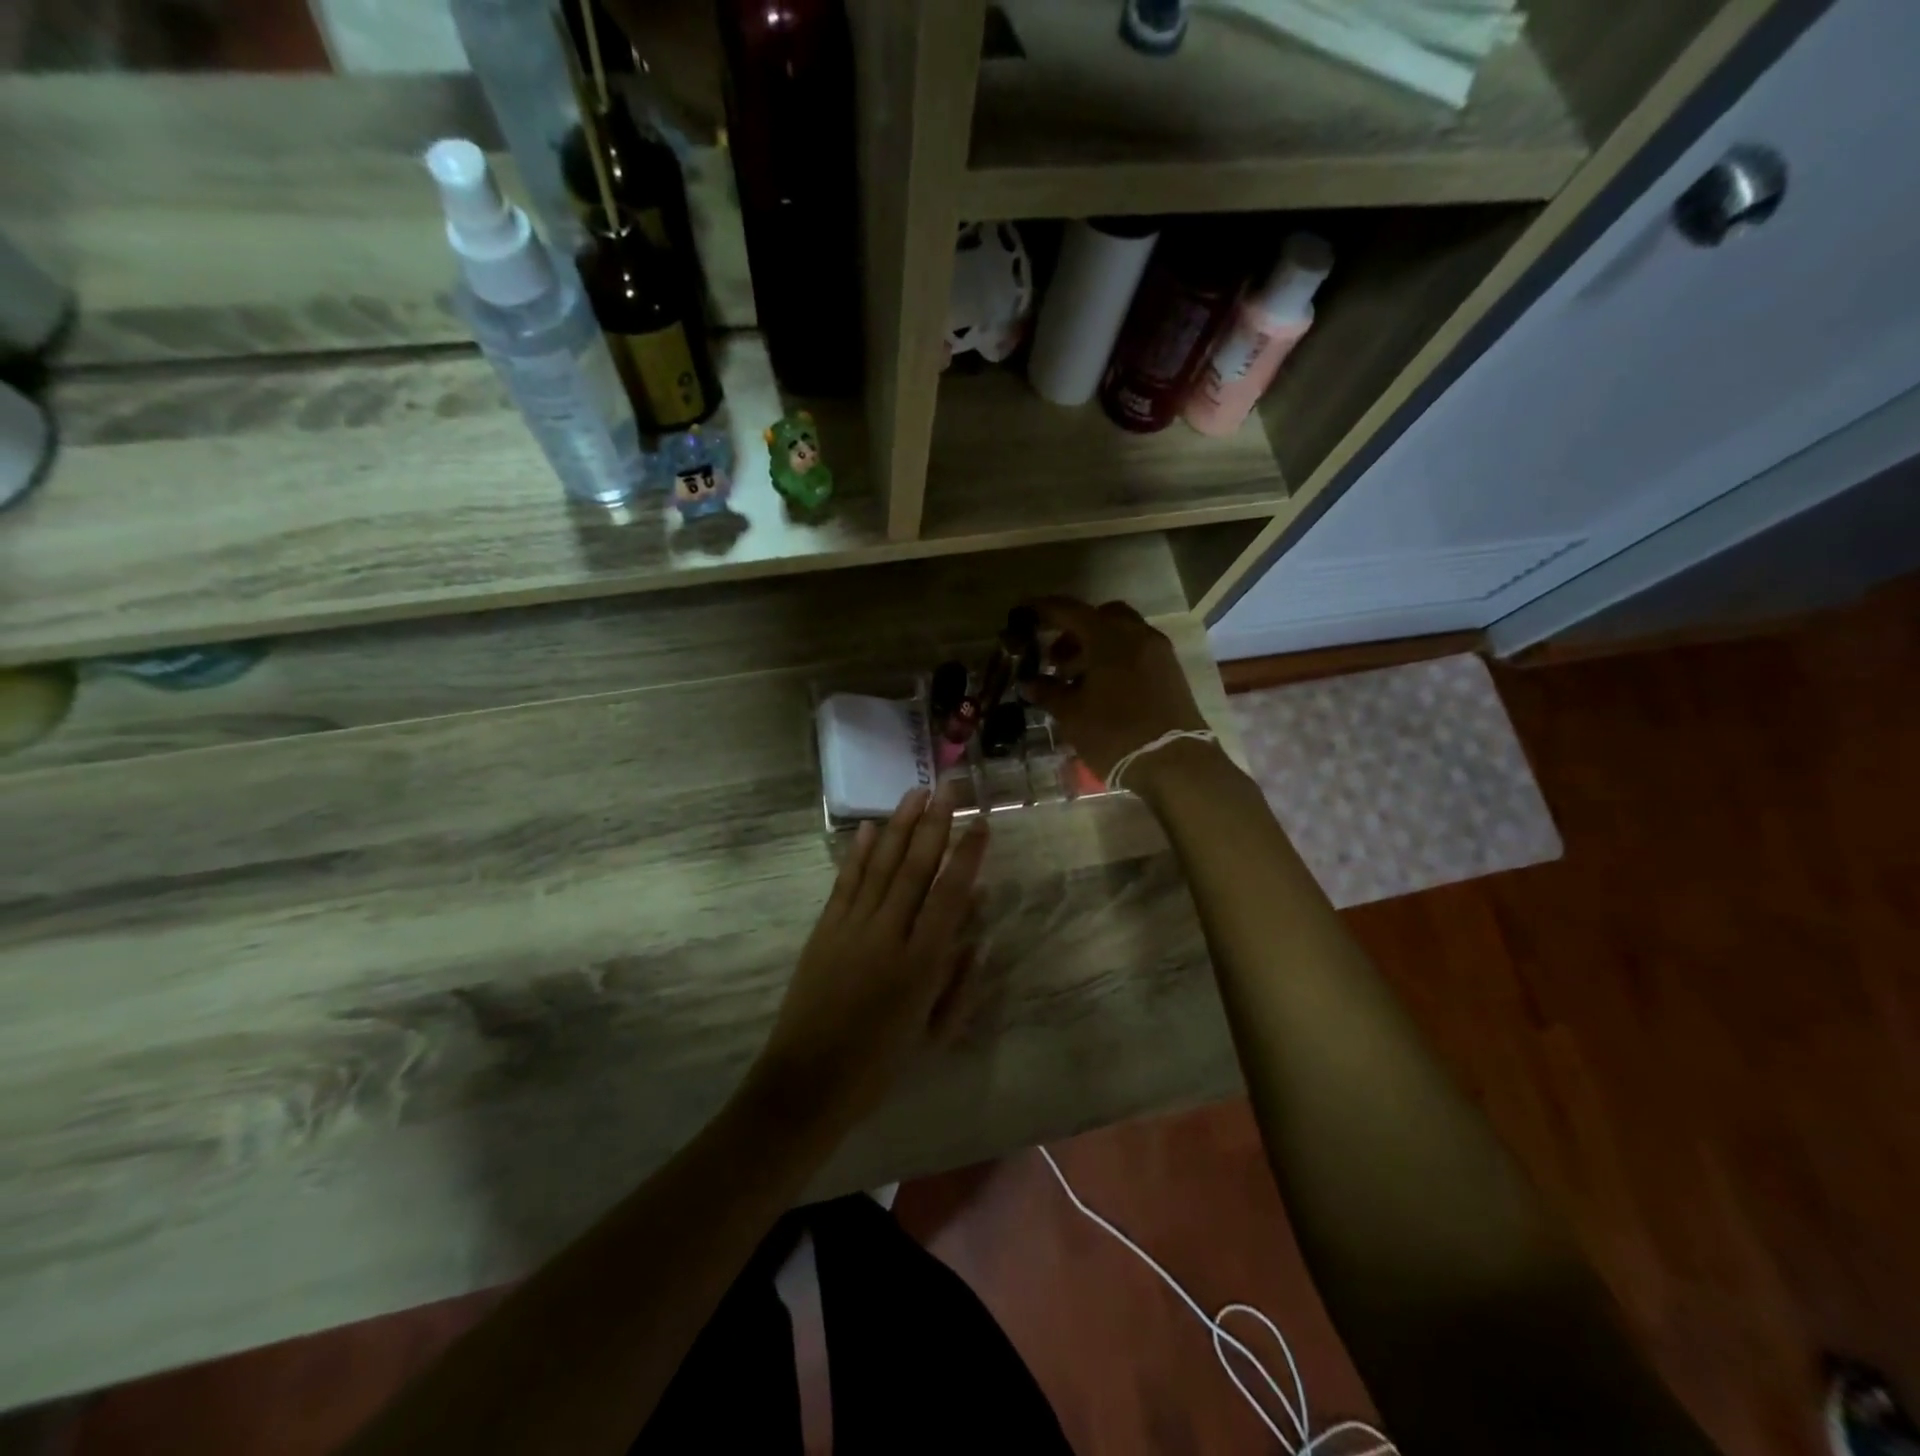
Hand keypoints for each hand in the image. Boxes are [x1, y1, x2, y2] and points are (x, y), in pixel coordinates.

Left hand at [751, 786, 987, 1127]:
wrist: (807, 1082)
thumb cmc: (879, 1064)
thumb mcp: (934, 1034)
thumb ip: (959, 983)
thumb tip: (977, 936)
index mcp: (920, 963)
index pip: (950, 894)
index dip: (967, 855)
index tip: (980, 823)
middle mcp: (887, 934)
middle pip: (915, 867)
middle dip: (934, 824)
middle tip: (948, 788)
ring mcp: (851, 928)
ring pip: (880, 865)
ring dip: (898, 826)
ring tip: (914, 793)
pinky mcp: (824, 930)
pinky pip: (845, 882)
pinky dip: (857, 853)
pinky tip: (868, 828)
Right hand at [1021, 597, 1210, 780]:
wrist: (1174, 763)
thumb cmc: (1114, 734)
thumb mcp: (1072, 715)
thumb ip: (1048, 692)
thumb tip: (1027, 682)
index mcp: (1108, 637)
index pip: (1070, 610)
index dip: (1044, 610)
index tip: (1024, 613)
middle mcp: (1137, 634)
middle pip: (1101, 617)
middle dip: (1075, 631)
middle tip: (1055, 659)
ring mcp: (1159, 652)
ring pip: (1122, 634)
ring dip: (1097, 647)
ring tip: (1076, 679)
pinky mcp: (1172, 671)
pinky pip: (1138, 651)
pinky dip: (1117, 658)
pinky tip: (1102, 688)